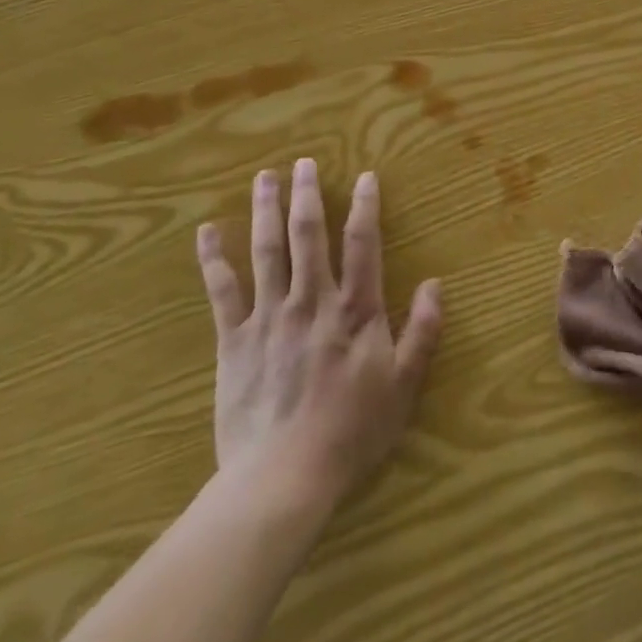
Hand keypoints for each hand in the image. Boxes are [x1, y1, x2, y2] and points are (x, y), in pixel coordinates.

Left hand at [195, 159, 443, 521]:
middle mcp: (312, 300)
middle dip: (307, 195)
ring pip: (267, 251)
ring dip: (266, 211)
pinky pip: (222, 291)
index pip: (362, 244)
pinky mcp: (235, 340)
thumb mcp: (403, 385)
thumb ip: (421, 332)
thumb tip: (435, 284)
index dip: (365, 207)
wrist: (282, 479)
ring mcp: (269, 317)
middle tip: (303, 162)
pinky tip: (206, 232)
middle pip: (308, 236)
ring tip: (265, 178)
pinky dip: (213, 259)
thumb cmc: (350, 432)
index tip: (365, 177)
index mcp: (354, 310)